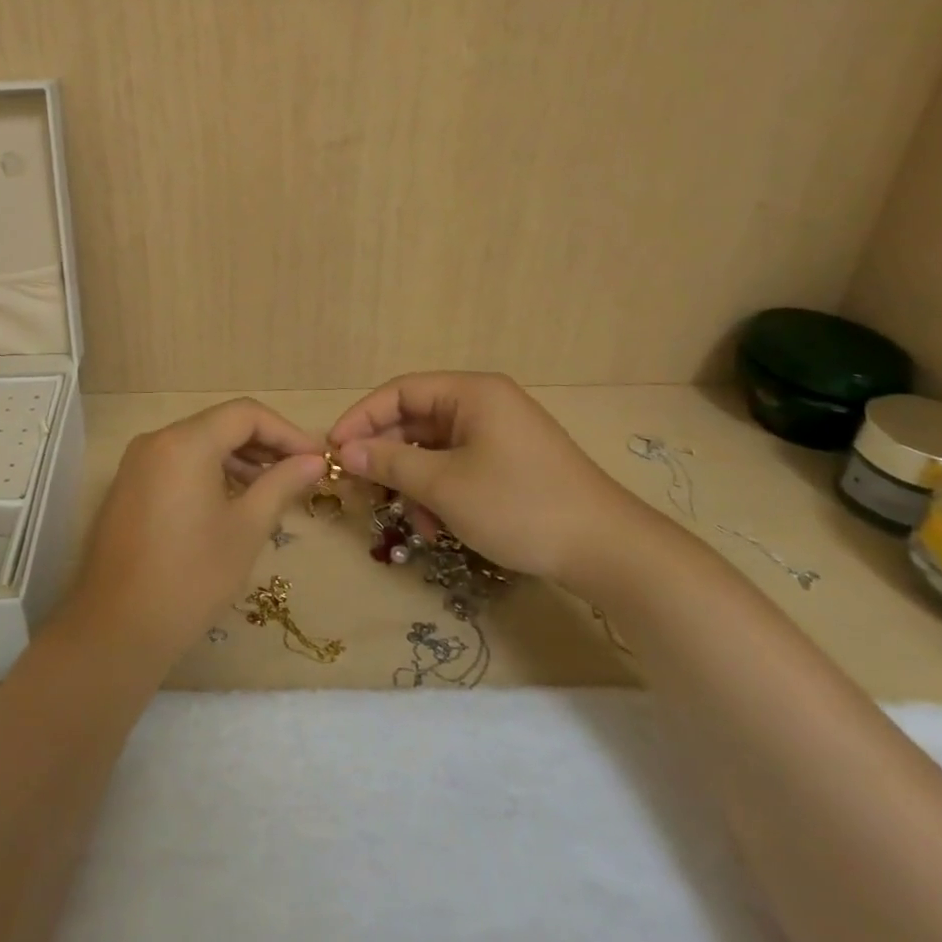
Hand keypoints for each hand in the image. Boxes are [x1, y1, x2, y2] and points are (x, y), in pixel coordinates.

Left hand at [67, 399, 327, 664]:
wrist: (118, 629)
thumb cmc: (192, 577)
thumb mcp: (247, 528)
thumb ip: (281, 484)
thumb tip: (313, 461)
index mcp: (185, 442)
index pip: (245, 414)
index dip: (286, 431)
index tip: (315, 459)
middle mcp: (156, 440)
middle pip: (220, 424)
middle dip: (263, 444)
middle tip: (299, 474)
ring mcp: (136, 463)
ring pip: (198, 443)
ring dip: (237, 459)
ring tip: (271, 490)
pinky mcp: (128, 487)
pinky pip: (177, 463)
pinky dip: (209, 472)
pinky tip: (232, 502)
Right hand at [329, 372, 652, 588]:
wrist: (608, 551)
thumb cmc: (519, 505)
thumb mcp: (444, 485)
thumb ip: (389, 463)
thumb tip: (344, 451)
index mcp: (471, 393)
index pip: (400, 391)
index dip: (362, 418)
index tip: (334, 449)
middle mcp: (484, 404)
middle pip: (415, 420)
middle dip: (387, 457)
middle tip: (360, 490)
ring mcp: (499, 435)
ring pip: (434, 450)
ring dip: (414, 483)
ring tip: (413, 522)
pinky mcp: (509, 464)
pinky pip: (457, 467)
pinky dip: (440, 493)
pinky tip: (439, 528)